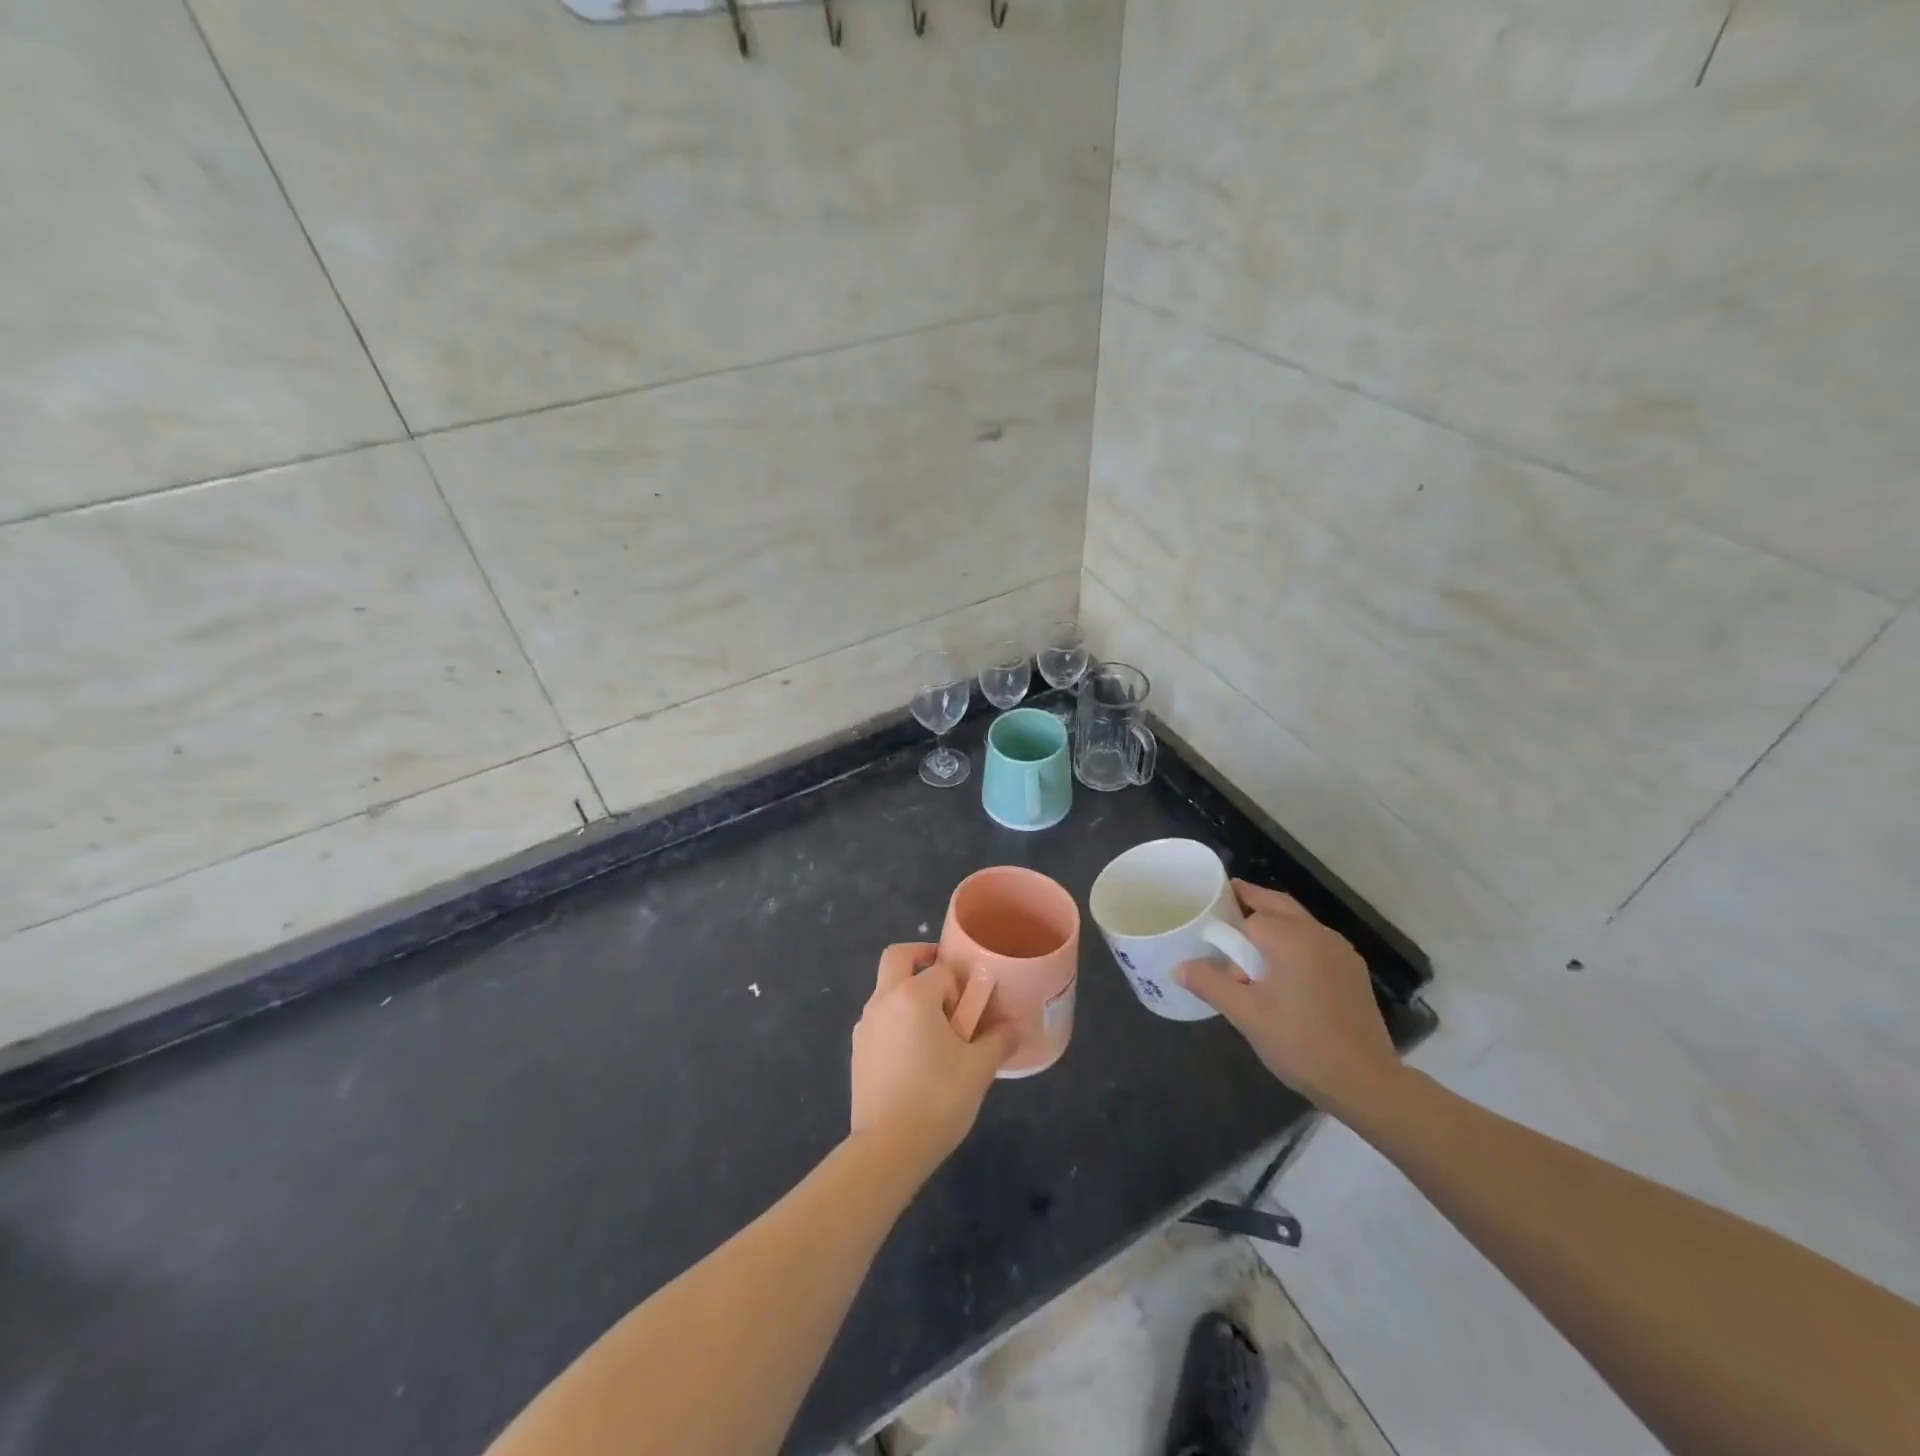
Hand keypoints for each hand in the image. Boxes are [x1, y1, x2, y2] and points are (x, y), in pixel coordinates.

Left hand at [850, 943, 1017, 1180]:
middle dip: (921, 957)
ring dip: (908, 993)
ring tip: (935, 1029)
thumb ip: (998, 1040)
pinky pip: (879, 1019)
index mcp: (914, 995)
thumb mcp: (979, 1069)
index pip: (942, 970)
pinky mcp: (856, 1050)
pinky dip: (896, 1021)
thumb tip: (1014, 1027)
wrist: (887, 1148)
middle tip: (946, 980)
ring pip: (886, 989)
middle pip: (898, 957)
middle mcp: (884, 1000)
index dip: (961, 986)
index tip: (974, 1010)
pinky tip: (915, 1055)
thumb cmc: (937, 1098)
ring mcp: (865, 1024)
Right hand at [1173, 881, 1400, 1114]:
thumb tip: (1177, 967)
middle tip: (1225, 903)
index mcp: (1291, 938)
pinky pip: (1316, 940)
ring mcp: (1340, 951)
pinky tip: (1284, 968)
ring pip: (1299, 920)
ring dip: (1274, 920)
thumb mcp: (1246, 1015)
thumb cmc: (1300, 1043)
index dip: (1228, 931)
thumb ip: (1210, 984)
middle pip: (1278, 904)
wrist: (1366, 1082)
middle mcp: (1318, 934)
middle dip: (1251, 900)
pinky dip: (1295, 939)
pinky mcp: (1353, 970)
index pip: (1250, 918)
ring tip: (1249, 940)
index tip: (1212, 943)